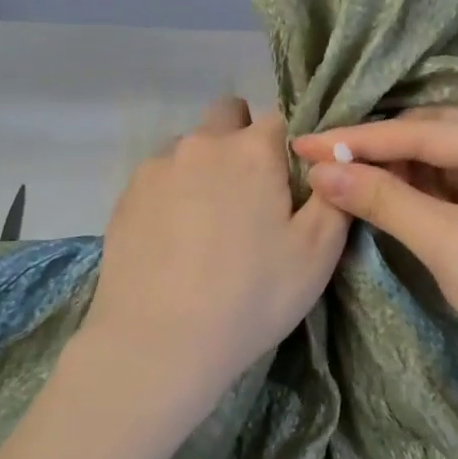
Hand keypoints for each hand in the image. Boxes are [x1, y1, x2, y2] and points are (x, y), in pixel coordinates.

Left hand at [82, 96, 348, 415]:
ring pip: (190, 148)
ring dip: (205, 168)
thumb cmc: (251, 296)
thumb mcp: (318, 253)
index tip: (291, 185)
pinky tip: (175, 241)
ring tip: (207, 227)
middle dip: (242, 141)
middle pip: (228, 116)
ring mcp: (156, 168)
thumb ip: (332, 196)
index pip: (280, 118)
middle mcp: (201, 144)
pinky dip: (172, 195)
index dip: (290, 147)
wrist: (158, 342)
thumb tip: (329, 165)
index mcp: (252, 150)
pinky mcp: (125, 196)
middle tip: (250, 198)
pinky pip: (159, 178)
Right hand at [294, 107, 457, 404]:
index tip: (305, 143)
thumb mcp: (448, 245)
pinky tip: (373, 192)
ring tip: (336, 170)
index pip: (426, 132)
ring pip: (437, 162)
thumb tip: (319, 171)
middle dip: (376, 146)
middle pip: (434, 135)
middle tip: (320, 154)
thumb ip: (384, 201)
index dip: (360, 140)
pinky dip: (408, 192)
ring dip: (390, 167)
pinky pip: (444, 191)